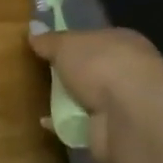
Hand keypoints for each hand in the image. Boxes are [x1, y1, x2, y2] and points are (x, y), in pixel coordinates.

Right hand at [27, 26, 162, 162]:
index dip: (73, 42)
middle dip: (71, 74)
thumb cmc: (100, 65)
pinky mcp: (115, 132)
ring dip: (70, 101)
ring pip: (90, 98)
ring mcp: (124, 105)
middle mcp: (129, 72)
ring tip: (39, 97)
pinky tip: (46, 123)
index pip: (97, 39)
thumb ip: (49, 40)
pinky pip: (84, 125)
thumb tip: (33, 29)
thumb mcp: (66, 45)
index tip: (48, 47)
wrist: (129, 116)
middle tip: (40, 73)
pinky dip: (67, 124)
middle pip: (93, 70)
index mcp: (124, 42)